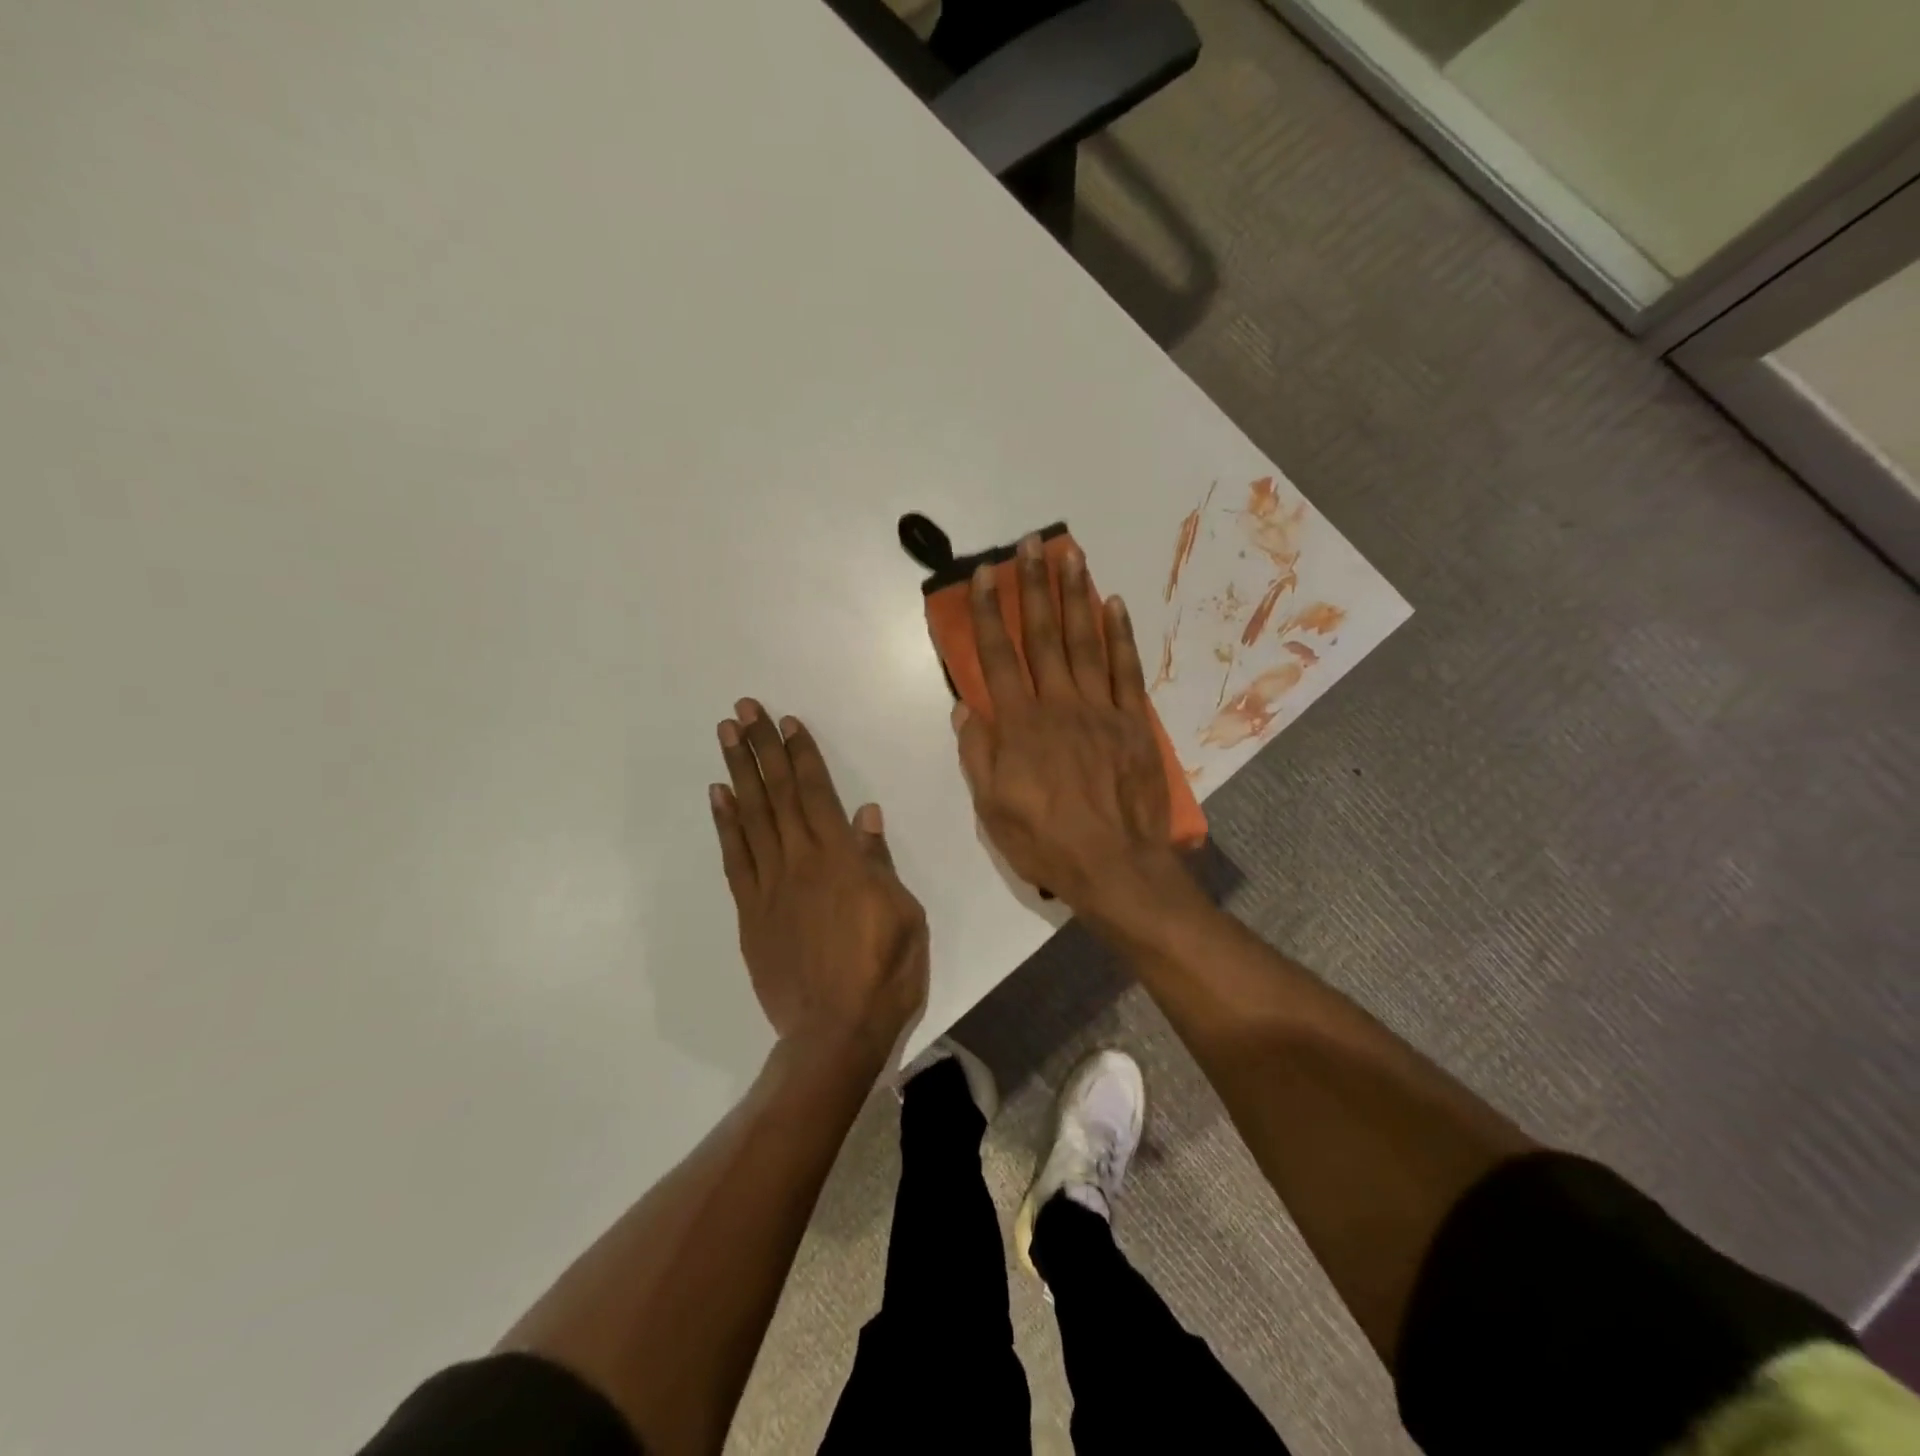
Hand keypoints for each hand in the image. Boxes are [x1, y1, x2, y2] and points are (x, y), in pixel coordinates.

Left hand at [711, 699, 928, 1064]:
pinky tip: (719, 797)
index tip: (786, 722)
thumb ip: (879, 862)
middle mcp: (799, 862)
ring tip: (726, 736)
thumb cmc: (884, 973)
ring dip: (738, 773)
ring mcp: (769, 887)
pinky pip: (735, 859)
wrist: (834, 1033)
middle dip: (761, 748)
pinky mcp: (750, 914)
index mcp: (840, 859)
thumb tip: (866, 815)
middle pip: (778, 794)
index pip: (817, 793)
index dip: (801, 754)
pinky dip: (725, 824)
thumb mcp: (904, 914)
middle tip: (743, 709)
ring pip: (751, 818)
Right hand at [953, 535, 1185, 924]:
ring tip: (1071, 555)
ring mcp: (1101, 710)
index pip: (998, 657)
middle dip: (1034, 587)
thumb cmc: (1045, 841)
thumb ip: (977, 754)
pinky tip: (1114, 604)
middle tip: (1032, 544)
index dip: (987, 614)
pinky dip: (1120, 635)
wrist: (1115, 866)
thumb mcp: (992, 808)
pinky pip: (1126, 670)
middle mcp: (1059, 705)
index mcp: (1020, 726)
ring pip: (1085, 641)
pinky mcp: (1134, 722)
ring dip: (1076, 596)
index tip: (982, 576)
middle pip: (1042, 636)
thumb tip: (965, 709)